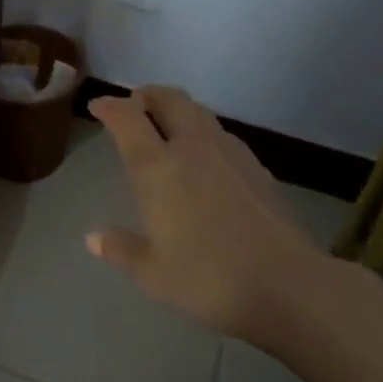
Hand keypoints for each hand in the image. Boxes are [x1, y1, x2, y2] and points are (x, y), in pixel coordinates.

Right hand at [86, 87, 321, 337]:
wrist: (288, 285)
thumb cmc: (208, 278)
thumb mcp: (153, 273)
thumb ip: (121, 250)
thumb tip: (94, 238)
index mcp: (157, 167)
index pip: (127, 117)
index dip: (110, 106)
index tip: (98, 106)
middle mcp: (191, 147)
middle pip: (167, 98)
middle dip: (145, 95)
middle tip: (133, 106)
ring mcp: (228, 151)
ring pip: (197, 111)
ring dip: (176, 109)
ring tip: (166, 127)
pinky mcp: (256, 165)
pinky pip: (219, 132)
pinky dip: (201, 131)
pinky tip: (203, 158)